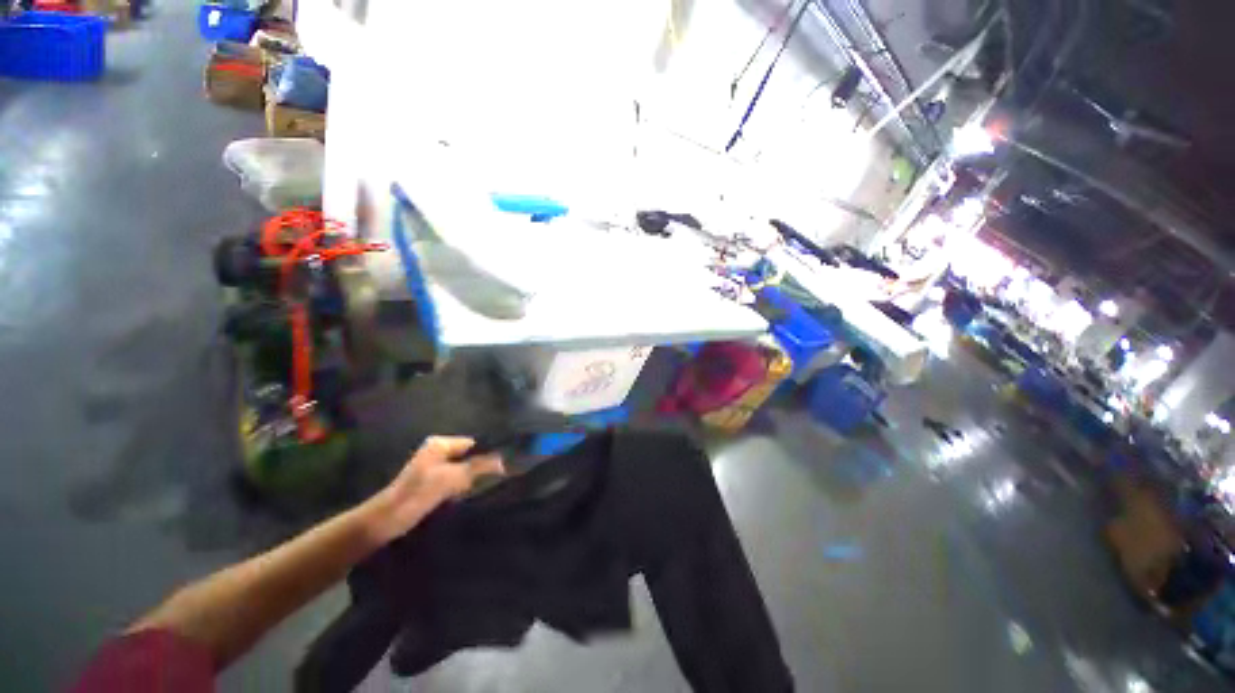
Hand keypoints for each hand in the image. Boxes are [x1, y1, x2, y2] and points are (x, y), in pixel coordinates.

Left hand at [364, 436, 504, 543]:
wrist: (387, 520)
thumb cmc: (419, 492)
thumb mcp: (453, 477)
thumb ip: (479, 467)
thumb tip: (504, 461)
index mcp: (440, 444)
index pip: (472, 443)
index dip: (489, 451)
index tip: (506, 461)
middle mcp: (437, 451)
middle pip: (468, 455)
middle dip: (482, 465)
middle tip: (501, 474)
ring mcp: (434, 468)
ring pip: (463, 468)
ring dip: (474, 477)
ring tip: (492, 483)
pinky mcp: (432, 484)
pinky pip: (456, 480)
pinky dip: (464, 485)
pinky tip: (475, 492)